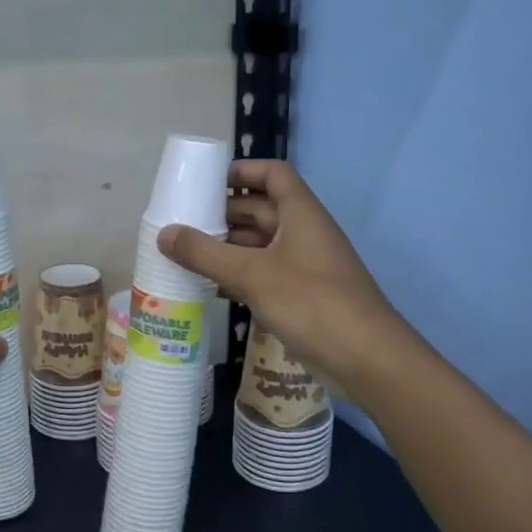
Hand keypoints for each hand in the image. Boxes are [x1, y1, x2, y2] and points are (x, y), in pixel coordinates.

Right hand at [158, 160, 410, 394]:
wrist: (367, 359)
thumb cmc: (312, 303)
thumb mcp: (252, 274)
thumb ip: (205, 253)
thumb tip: (163, 234)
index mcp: (301, 213)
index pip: (273, 174)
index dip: (242, 171)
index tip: (206, 182)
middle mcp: (304, 233)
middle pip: (262, 209)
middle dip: (225, 213)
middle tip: (184, 222)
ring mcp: (305, 266)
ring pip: (261, 244)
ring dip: (229, 246)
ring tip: (187, 254)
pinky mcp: (303, 296)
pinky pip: (265, 273)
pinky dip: (239, 275)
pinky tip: (211, 287)